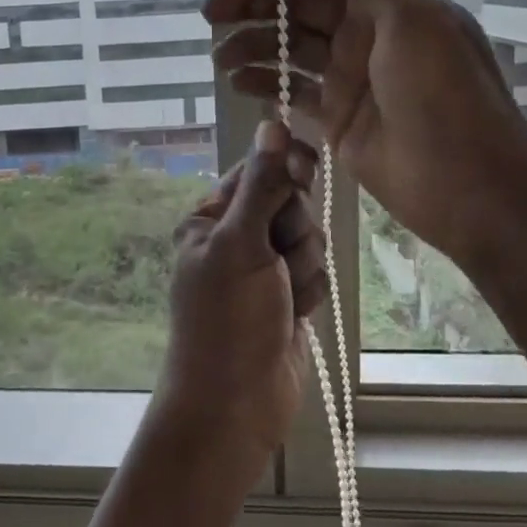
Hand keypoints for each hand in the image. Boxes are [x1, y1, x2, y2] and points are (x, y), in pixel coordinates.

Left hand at [158, 121, 326, 488]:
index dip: (283, 170)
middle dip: (294, 230)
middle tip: (279, 259)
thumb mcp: (242, 244)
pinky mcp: (287, 297)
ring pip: (309, 239)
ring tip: (284, 298)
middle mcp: (235, 238)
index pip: (256, 171)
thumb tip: (271, 122)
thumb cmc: (227, 320)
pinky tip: (295, 317)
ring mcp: (263, 270)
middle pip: (289, 203)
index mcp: (210, 219)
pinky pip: (316, 273)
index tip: (303, 172)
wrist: (236, 404)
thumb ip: (261, 185)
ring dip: (304, 267)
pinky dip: (311, 293)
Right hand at [205, 0, 526, 268]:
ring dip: (252, 46)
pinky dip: (263, 83)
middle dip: (254, 4)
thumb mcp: (412, 18)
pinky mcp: (335, 118)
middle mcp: (365, 32)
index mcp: (388, 2)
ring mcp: (349, 77)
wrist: (466, 182)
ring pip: (289, 49)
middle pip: (299, 7)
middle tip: (210, 11)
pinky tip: (236, 82)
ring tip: (218, 56)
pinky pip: (291, 91)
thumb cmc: (444, 91)